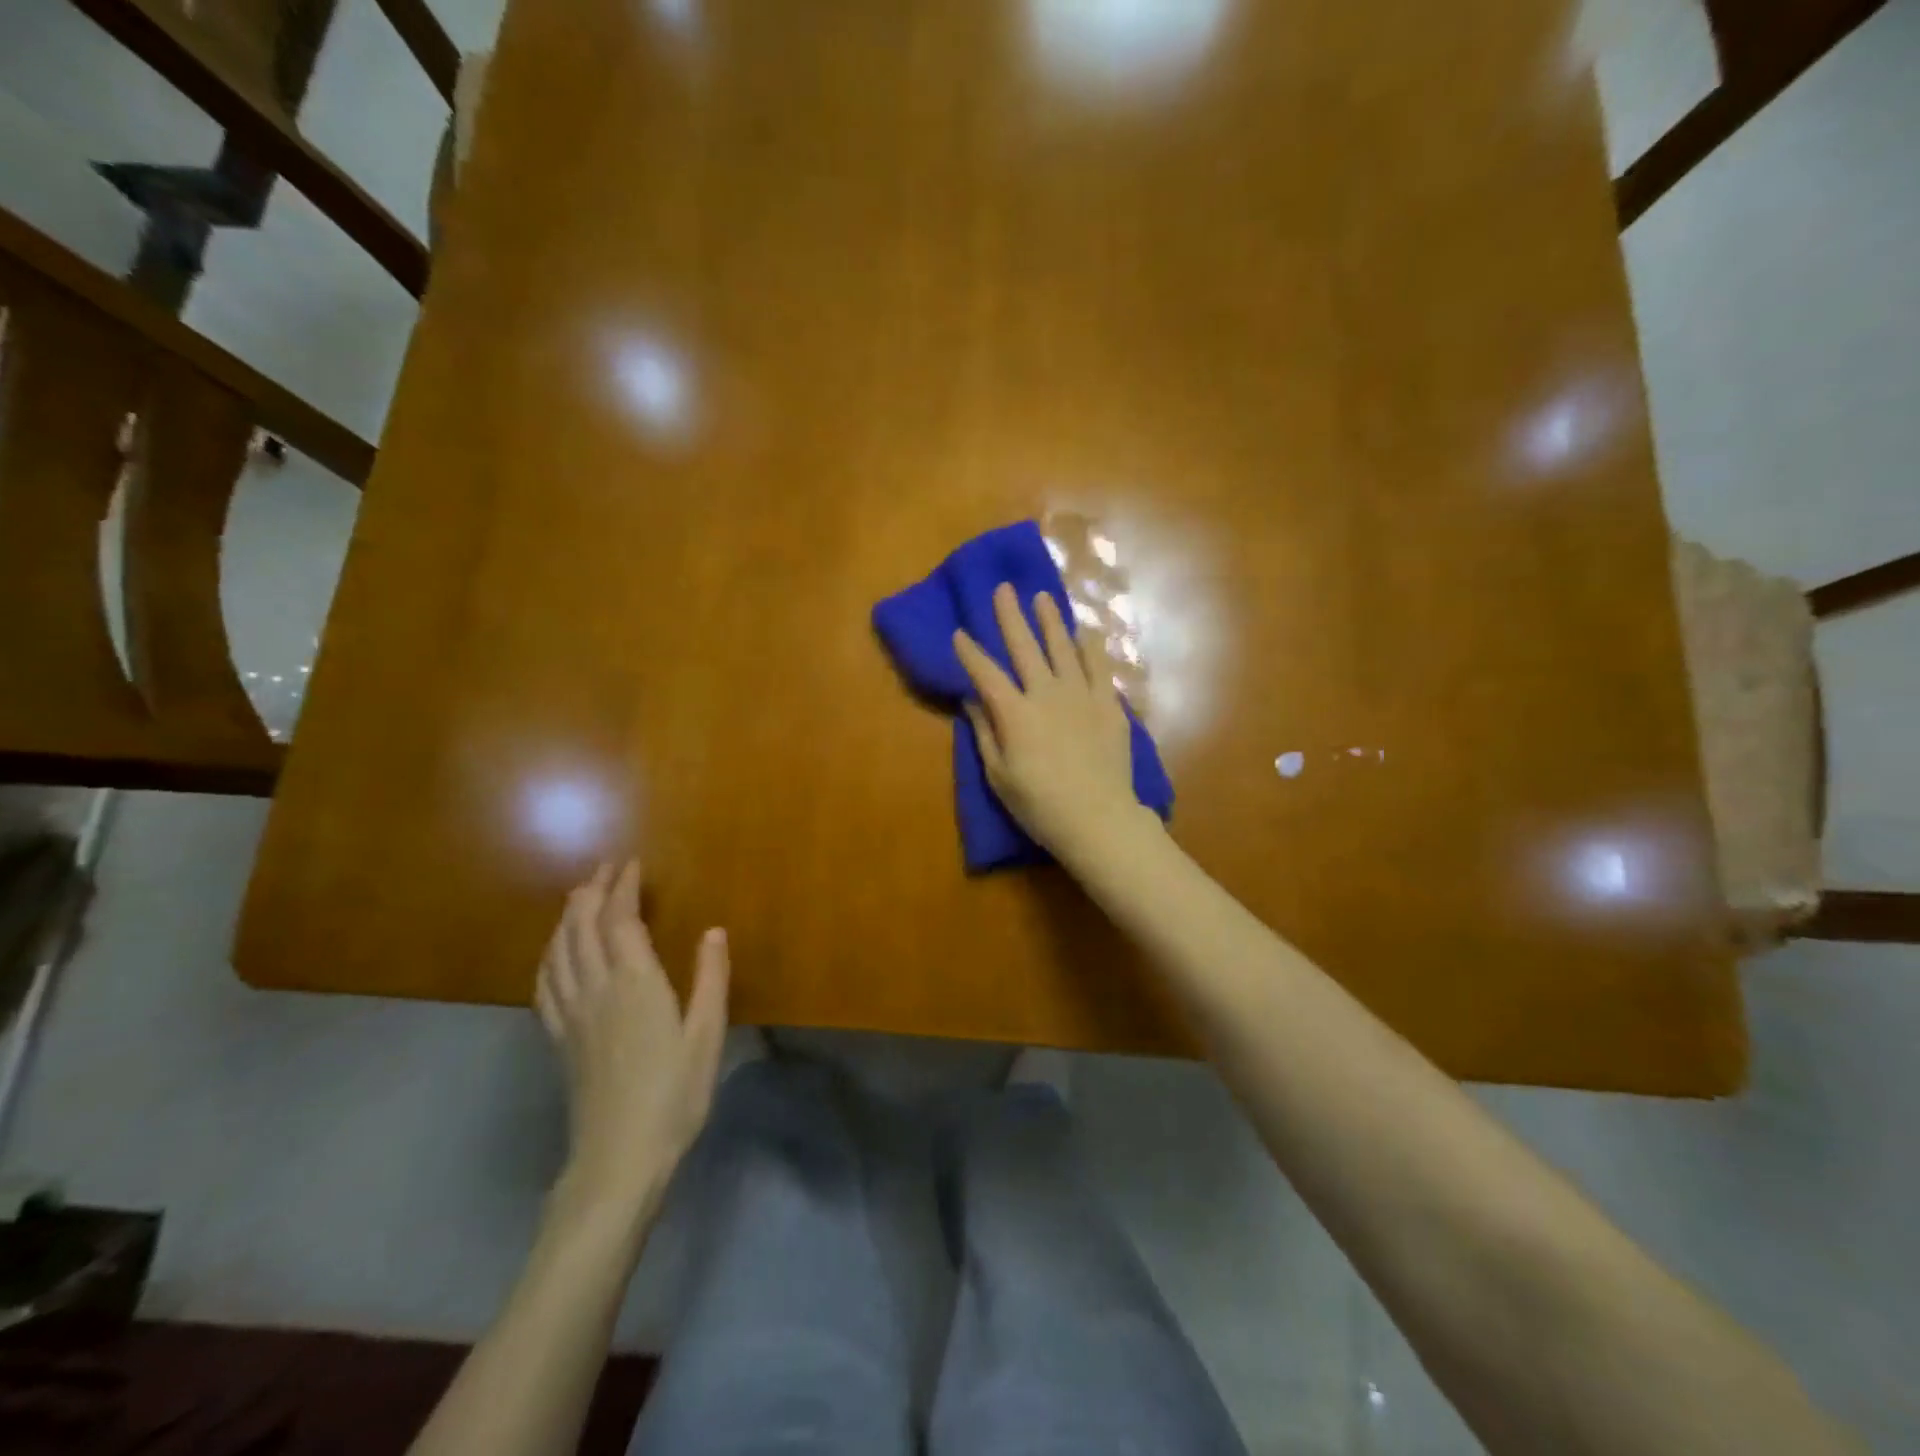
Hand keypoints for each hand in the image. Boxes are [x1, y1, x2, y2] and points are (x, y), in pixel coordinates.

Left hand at [535, 861, 728, 1224]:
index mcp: (634, 984)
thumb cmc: (673, 1094)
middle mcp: (596, 989)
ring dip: (567, 917)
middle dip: (592, 892)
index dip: (623, 888)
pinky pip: (545, 984)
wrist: (619, 1157)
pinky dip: (548, 956)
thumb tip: (714, 931)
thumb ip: (711, 979)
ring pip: (558, 951)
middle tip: (605, 868)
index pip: (621, 921)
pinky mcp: (559, 1039)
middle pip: (583, 927)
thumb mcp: (706, 1035)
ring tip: (579, 897)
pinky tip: (554, 953)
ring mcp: (571, 1015)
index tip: (631, 863)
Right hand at [954, 582, 1153, 859]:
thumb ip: (985, 733)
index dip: (970, 653)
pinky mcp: (1108, 704)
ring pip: (1063, 648)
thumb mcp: (999, 775)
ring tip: (1042, 597)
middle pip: (1025, 647)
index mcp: (1014, 713)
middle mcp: (1046, 694)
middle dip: (1010, 616)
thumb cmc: (1040, 806)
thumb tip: (972, 700)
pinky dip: (1091, 646)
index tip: (959, 633)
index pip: (985, 674)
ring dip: (1051, 620)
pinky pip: (1099, 667)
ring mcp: (1081, 695)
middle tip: (1004, 589)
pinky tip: (1086, 631)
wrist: (1098, 819)